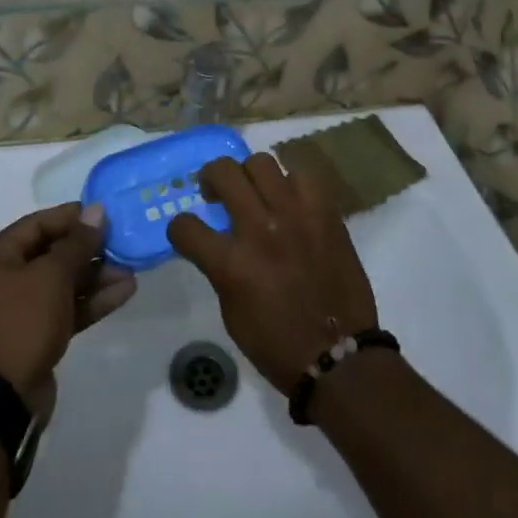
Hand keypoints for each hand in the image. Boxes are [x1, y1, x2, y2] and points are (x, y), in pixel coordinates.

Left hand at [0, 202, 136, 417]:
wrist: (0, 402)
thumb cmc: (21, 323)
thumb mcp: (51, 276)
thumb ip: (77, 242)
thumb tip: (96, 211)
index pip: (37, 224)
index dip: (72, 217)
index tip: (106, 214)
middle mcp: (1, 280)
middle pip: (51, 254)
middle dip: (89, 250)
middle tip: (123, 243)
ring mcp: (18, 311)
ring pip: (62, 284)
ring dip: (95, 276)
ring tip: (131, 269)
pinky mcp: (34, 337)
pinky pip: (64, 309)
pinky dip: (90, 301)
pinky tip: (124, 292)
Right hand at [166, 153, 377, 393]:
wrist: (338, 354)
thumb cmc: (277, 344)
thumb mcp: (232, 312)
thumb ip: (221, 269)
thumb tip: (219, 243)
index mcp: (231, 263)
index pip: (185, 225)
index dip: (179, 228)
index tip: (187, 232)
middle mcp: (260, 229)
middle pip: (223, 172)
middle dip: (210, 178)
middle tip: (216, 193)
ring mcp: (295, 215)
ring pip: (262, 162)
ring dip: (250, 175)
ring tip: (255, 192)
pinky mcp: (325, 212)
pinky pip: (302, 176)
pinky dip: (291, 185)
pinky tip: (290, 201)